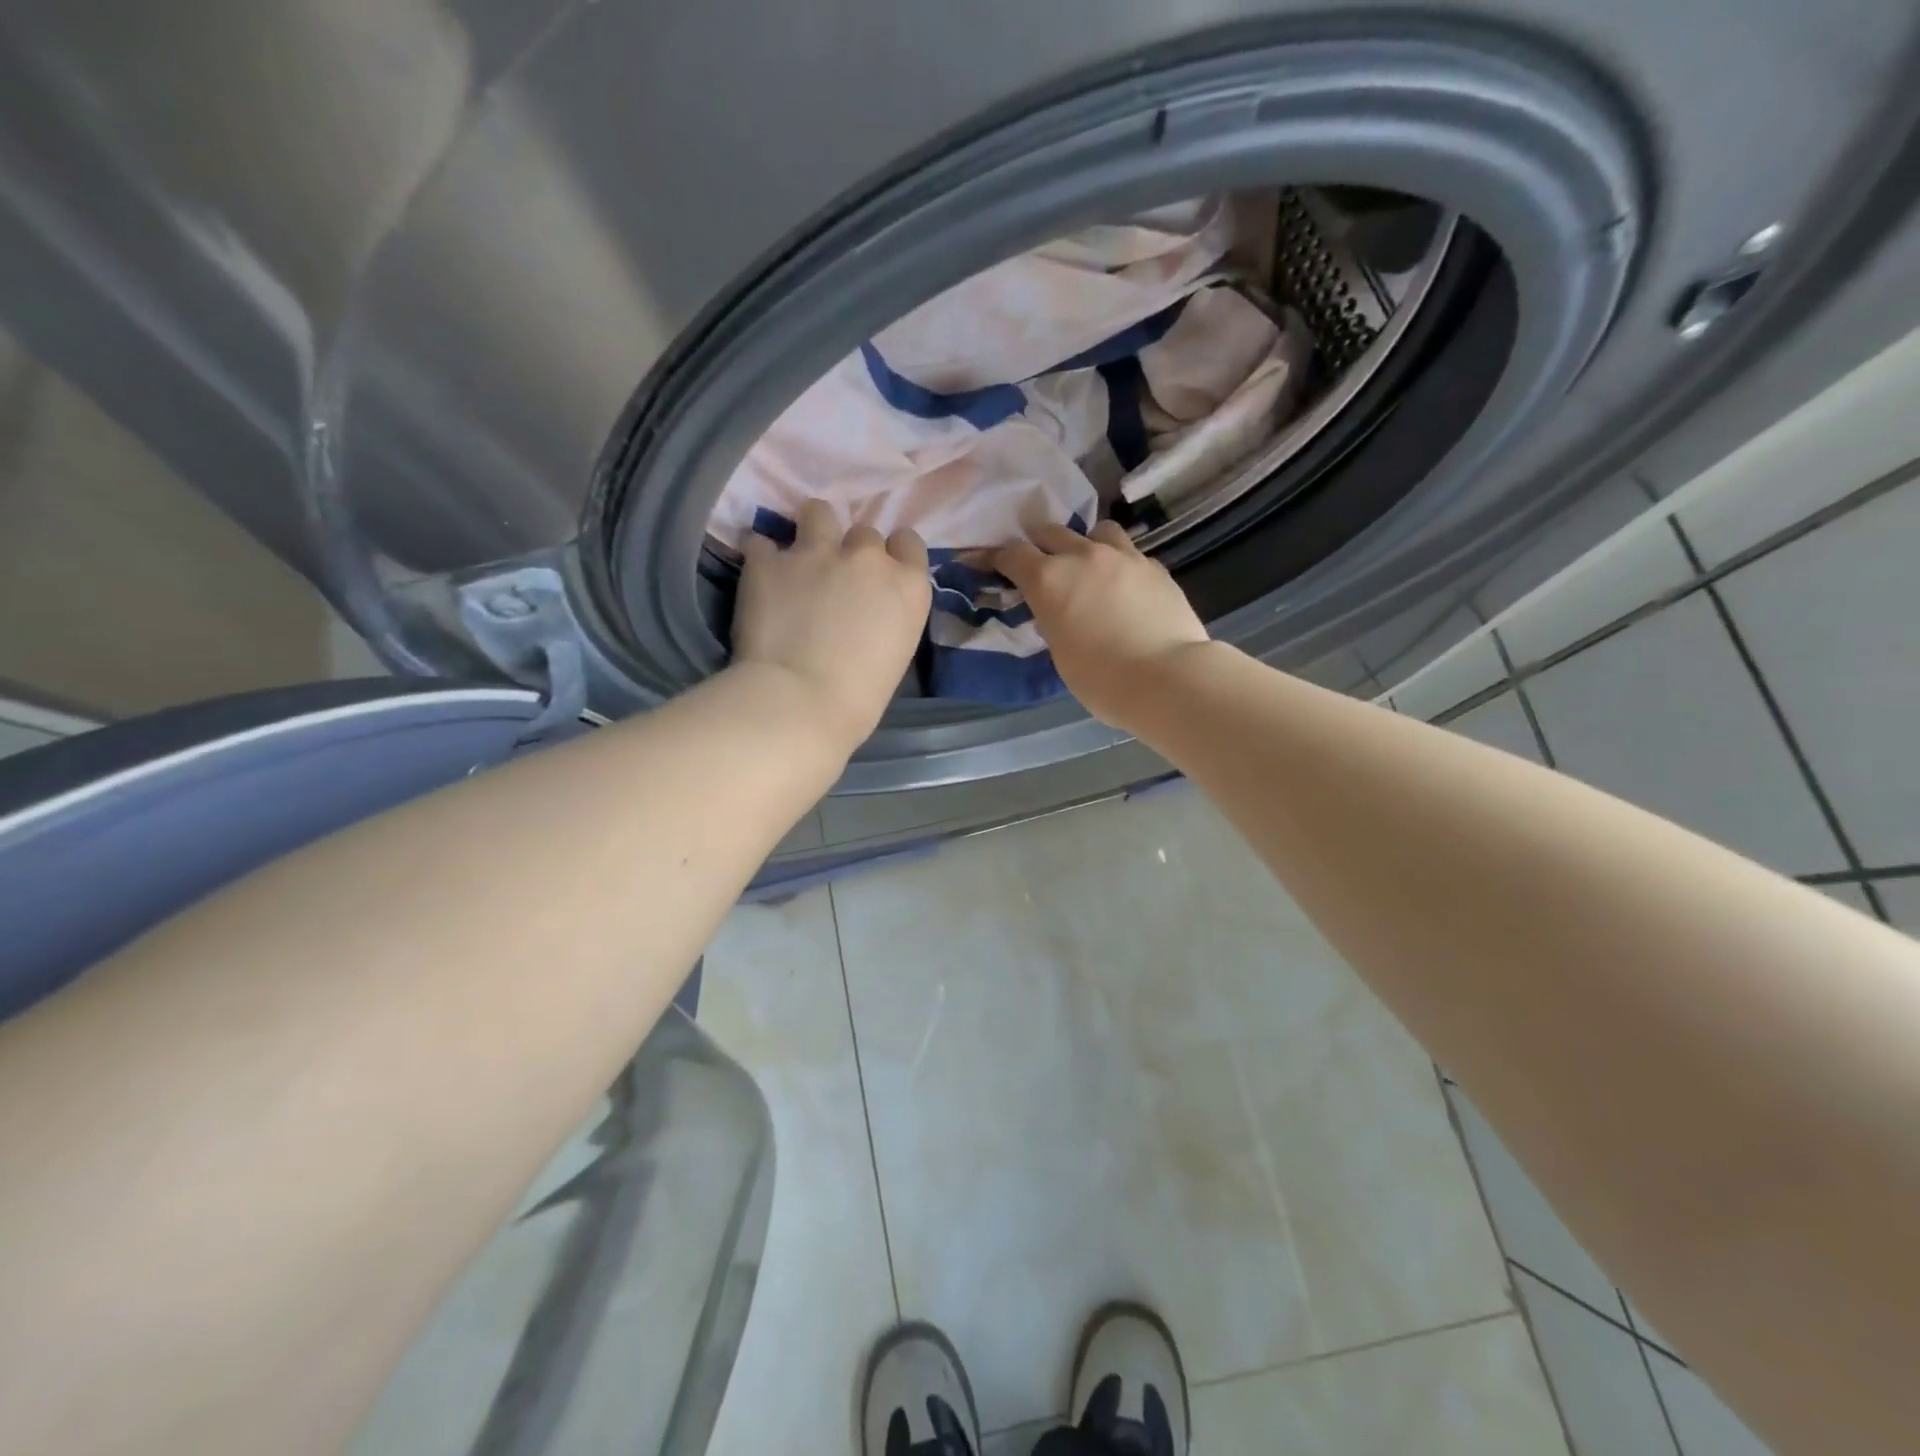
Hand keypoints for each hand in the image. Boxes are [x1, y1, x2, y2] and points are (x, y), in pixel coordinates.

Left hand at [733, 500, 931, 749]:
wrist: (799, 703)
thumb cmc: (858, 699)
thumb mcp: (896, 652)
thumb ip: (886, 616)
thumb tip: (866, 610)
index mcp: (907, 586)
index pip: (908, 542)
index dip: (892, 555)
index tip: (878, 575)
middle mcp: (867, 559)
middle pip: (864, 532)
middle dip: (851, 551)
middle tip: (835, 580)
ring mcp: (816, 553)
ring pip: (817, 512)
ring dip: (811, 531)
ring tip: (798, 559)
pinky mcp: (768, 561)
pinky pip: (762, 542)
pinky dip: (762, 558)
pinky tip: (760, 579)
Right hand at [992, 520, 1210, 730]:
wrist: (1167, 678)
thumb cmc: (1101, 679)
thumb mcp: (1060, 652)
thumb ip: (1053, 620)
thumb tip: (1057, 611)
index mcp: (1049, 580)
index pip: (1013, 555)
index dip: (998, 558)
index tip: (992, 564)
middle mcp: (1083, 557)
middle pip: (1051, 531)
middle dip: (1039, 544)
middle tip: (1038, 561)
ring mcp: (1124, 557)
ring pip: (1098, 531)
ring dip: (1086, 544)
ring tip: (1089, 565)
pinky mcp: (1155, 568)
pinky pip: (1130, 554)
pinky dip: (1120, 564)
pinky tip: (1125, 586)